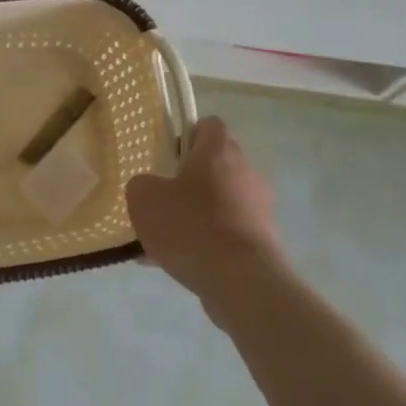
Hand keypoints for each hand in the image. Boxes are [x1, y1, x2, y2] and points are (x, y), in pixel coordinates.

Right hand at [126, 117, 282, 309]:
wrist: (240, 281)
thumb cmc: (190, 225)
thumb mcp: (144, 198)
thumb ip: (142, 184)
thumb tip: (151, 188)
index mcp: (218, 150)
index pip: (208, 124)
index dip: (186, 135)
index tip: (167, 157)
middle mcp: (244, 171)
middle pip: (215, 164)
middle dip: (188, 180)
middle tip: (161, 199)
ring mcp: (258, 208)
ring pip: (219, 202)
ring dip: (195, 214)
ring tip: (162, 241)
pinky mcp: (262, 240)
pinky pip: (225, 233)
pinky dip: (205, 243)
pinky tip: (175, 265)